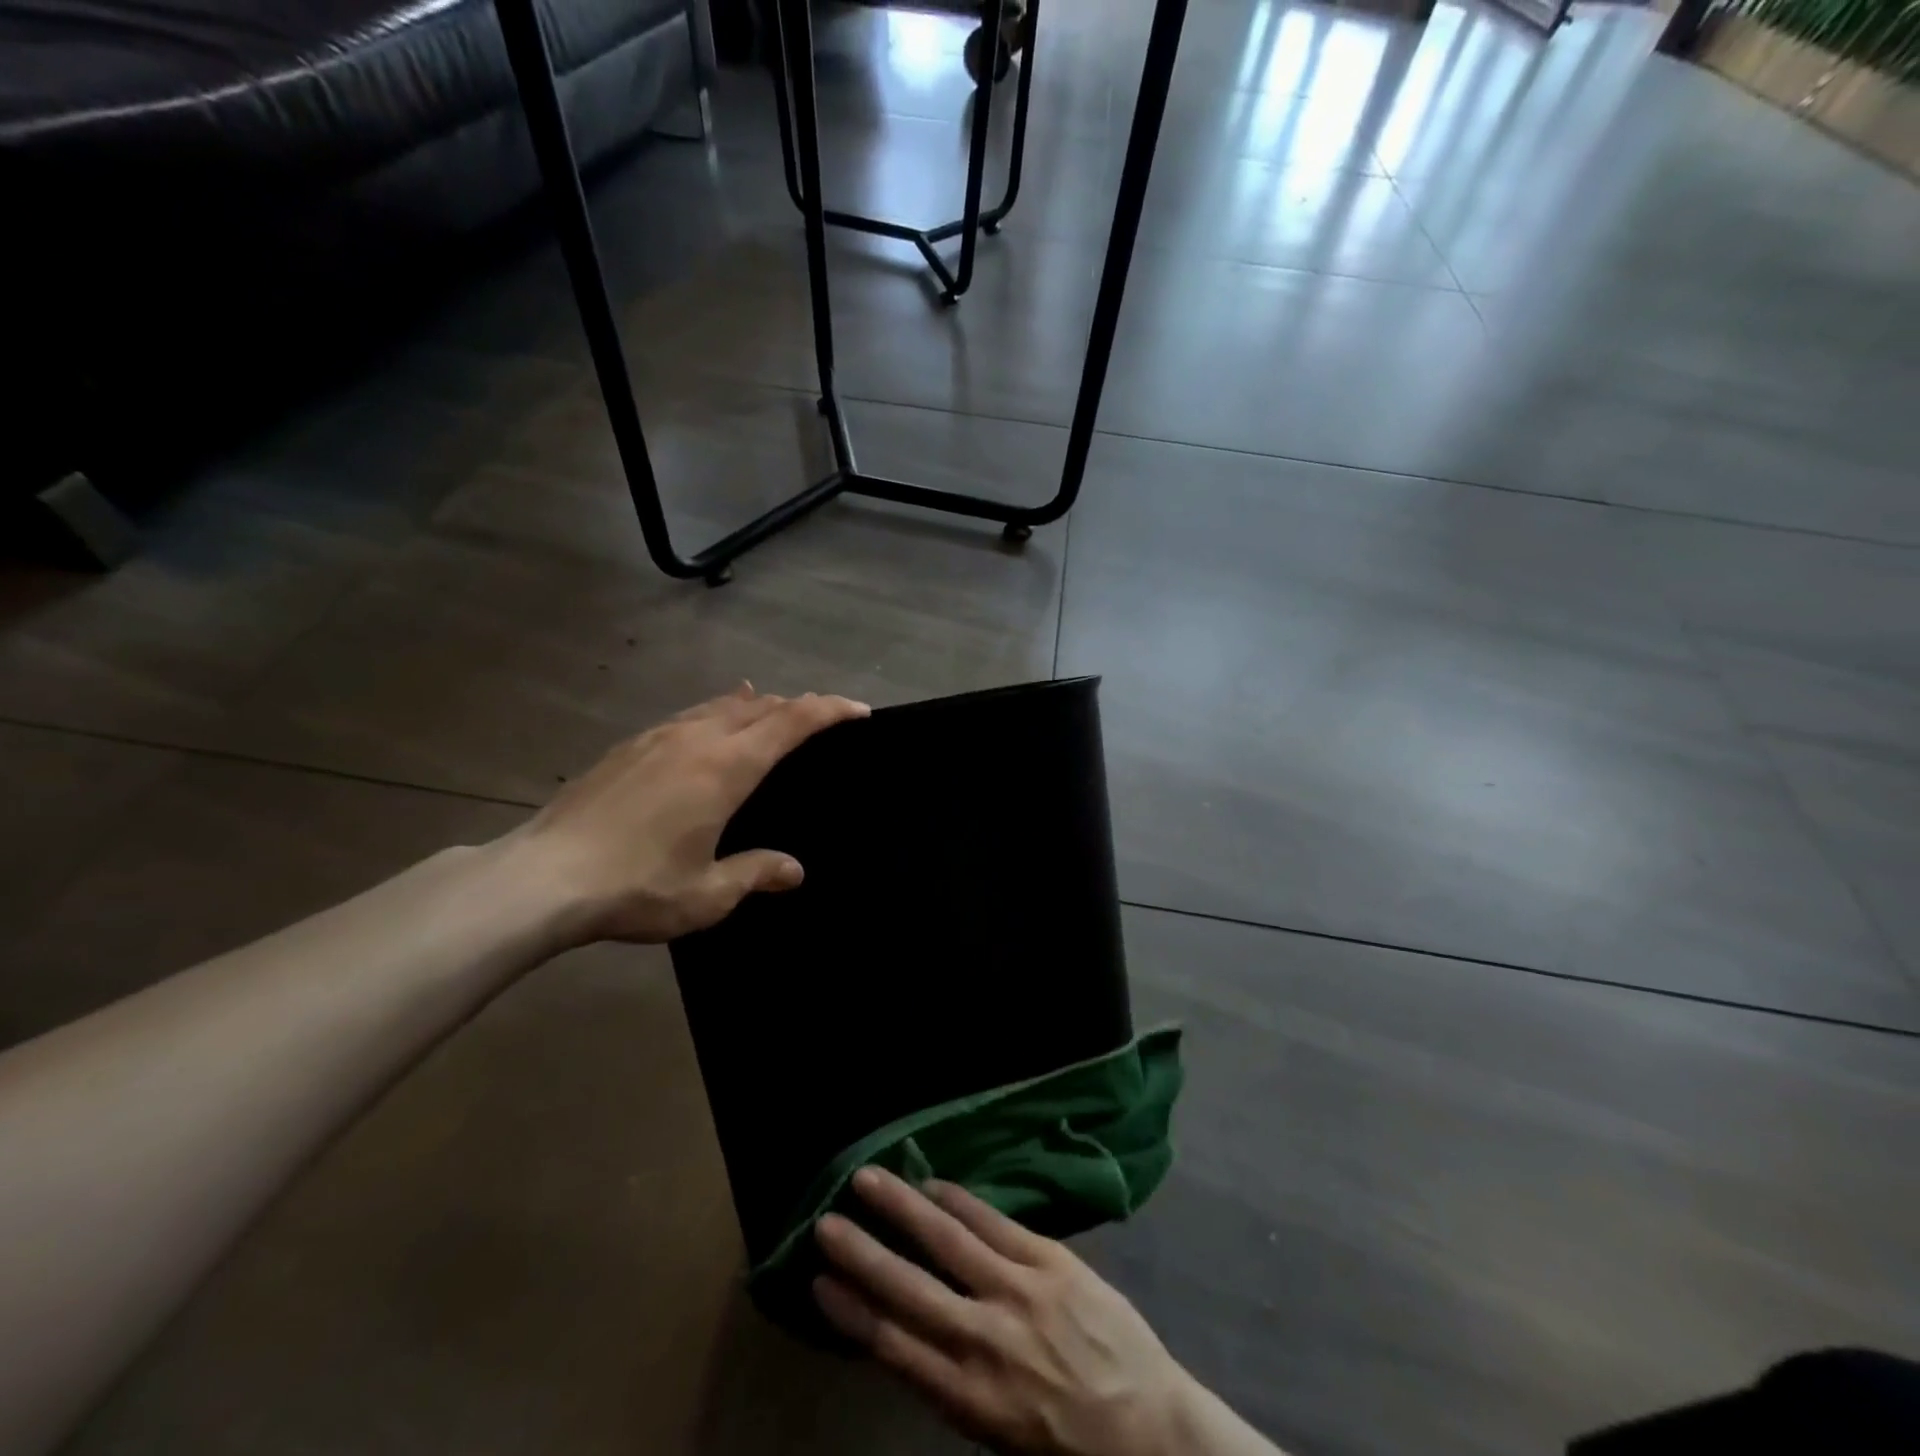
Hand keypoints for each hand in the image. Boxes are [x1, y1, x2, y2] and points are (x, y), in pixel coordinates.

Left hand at [495, 685, 867, 946]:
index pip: (792, 723)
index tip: (858, 709)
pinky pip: (686, 716)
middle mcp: (697, 740)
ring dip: (753, 705)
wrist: (541, 878)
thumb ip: (756, 873)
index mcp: (726, 768)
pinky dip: (713, 712)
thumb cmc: (636, 886)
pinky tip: (705, 723)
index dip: (829, 710)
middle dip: (796, 706)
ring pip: (719, 706)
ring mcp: (657, 738)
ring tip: (770, 705)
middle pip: (759, 707)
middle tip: (821, 717)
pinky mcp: (627, 748)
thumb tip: (794, 870)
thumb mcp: (707, 894)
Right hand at [812, 1167, 1196, 1455]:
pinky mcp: (1049, 1259)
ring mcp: (1018, 1291)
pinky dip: (958, 1200)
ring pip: (947, 1239)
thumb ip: (953, 1378)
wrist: (1149, 1428)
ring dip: (903, 1206)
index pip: (892, 1345)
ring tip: (868, 1178)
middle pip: (908, 1287)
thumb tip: (911, 1325)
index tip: (817, 1282)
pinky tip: (933, 1183)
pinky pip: (993, 1221)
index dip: (850, 1311)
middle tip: (824, 1222)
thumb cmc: (1067, 1442)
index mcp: (967, 1397)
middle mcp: (984, 1339)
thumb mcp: (996, 1430)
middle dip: (862, 1253)